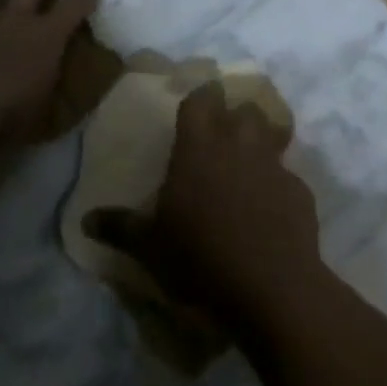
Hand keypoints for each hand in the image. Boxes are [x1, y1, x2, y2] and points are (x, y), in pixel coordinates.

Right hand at [83, 84, 322, 329]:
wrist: (271, 287)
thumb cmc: (201, 258)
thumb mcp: (150, 248)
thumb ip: (120, 227)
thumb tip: (86, 219)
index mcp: (200, 147)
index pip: (202, 99)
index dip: (200, 99)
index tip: (195, 108)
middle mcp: (240, 144)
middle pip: (243, 109)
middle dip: (234, 117)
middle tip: (221, 139)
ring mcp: (274, 164)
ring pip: (271, 133)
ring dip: (260, 141)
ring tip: (247, 166)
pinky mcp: (300, 190)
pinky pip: (287, 175)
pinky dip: (278, 184)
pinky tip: (270, 209)